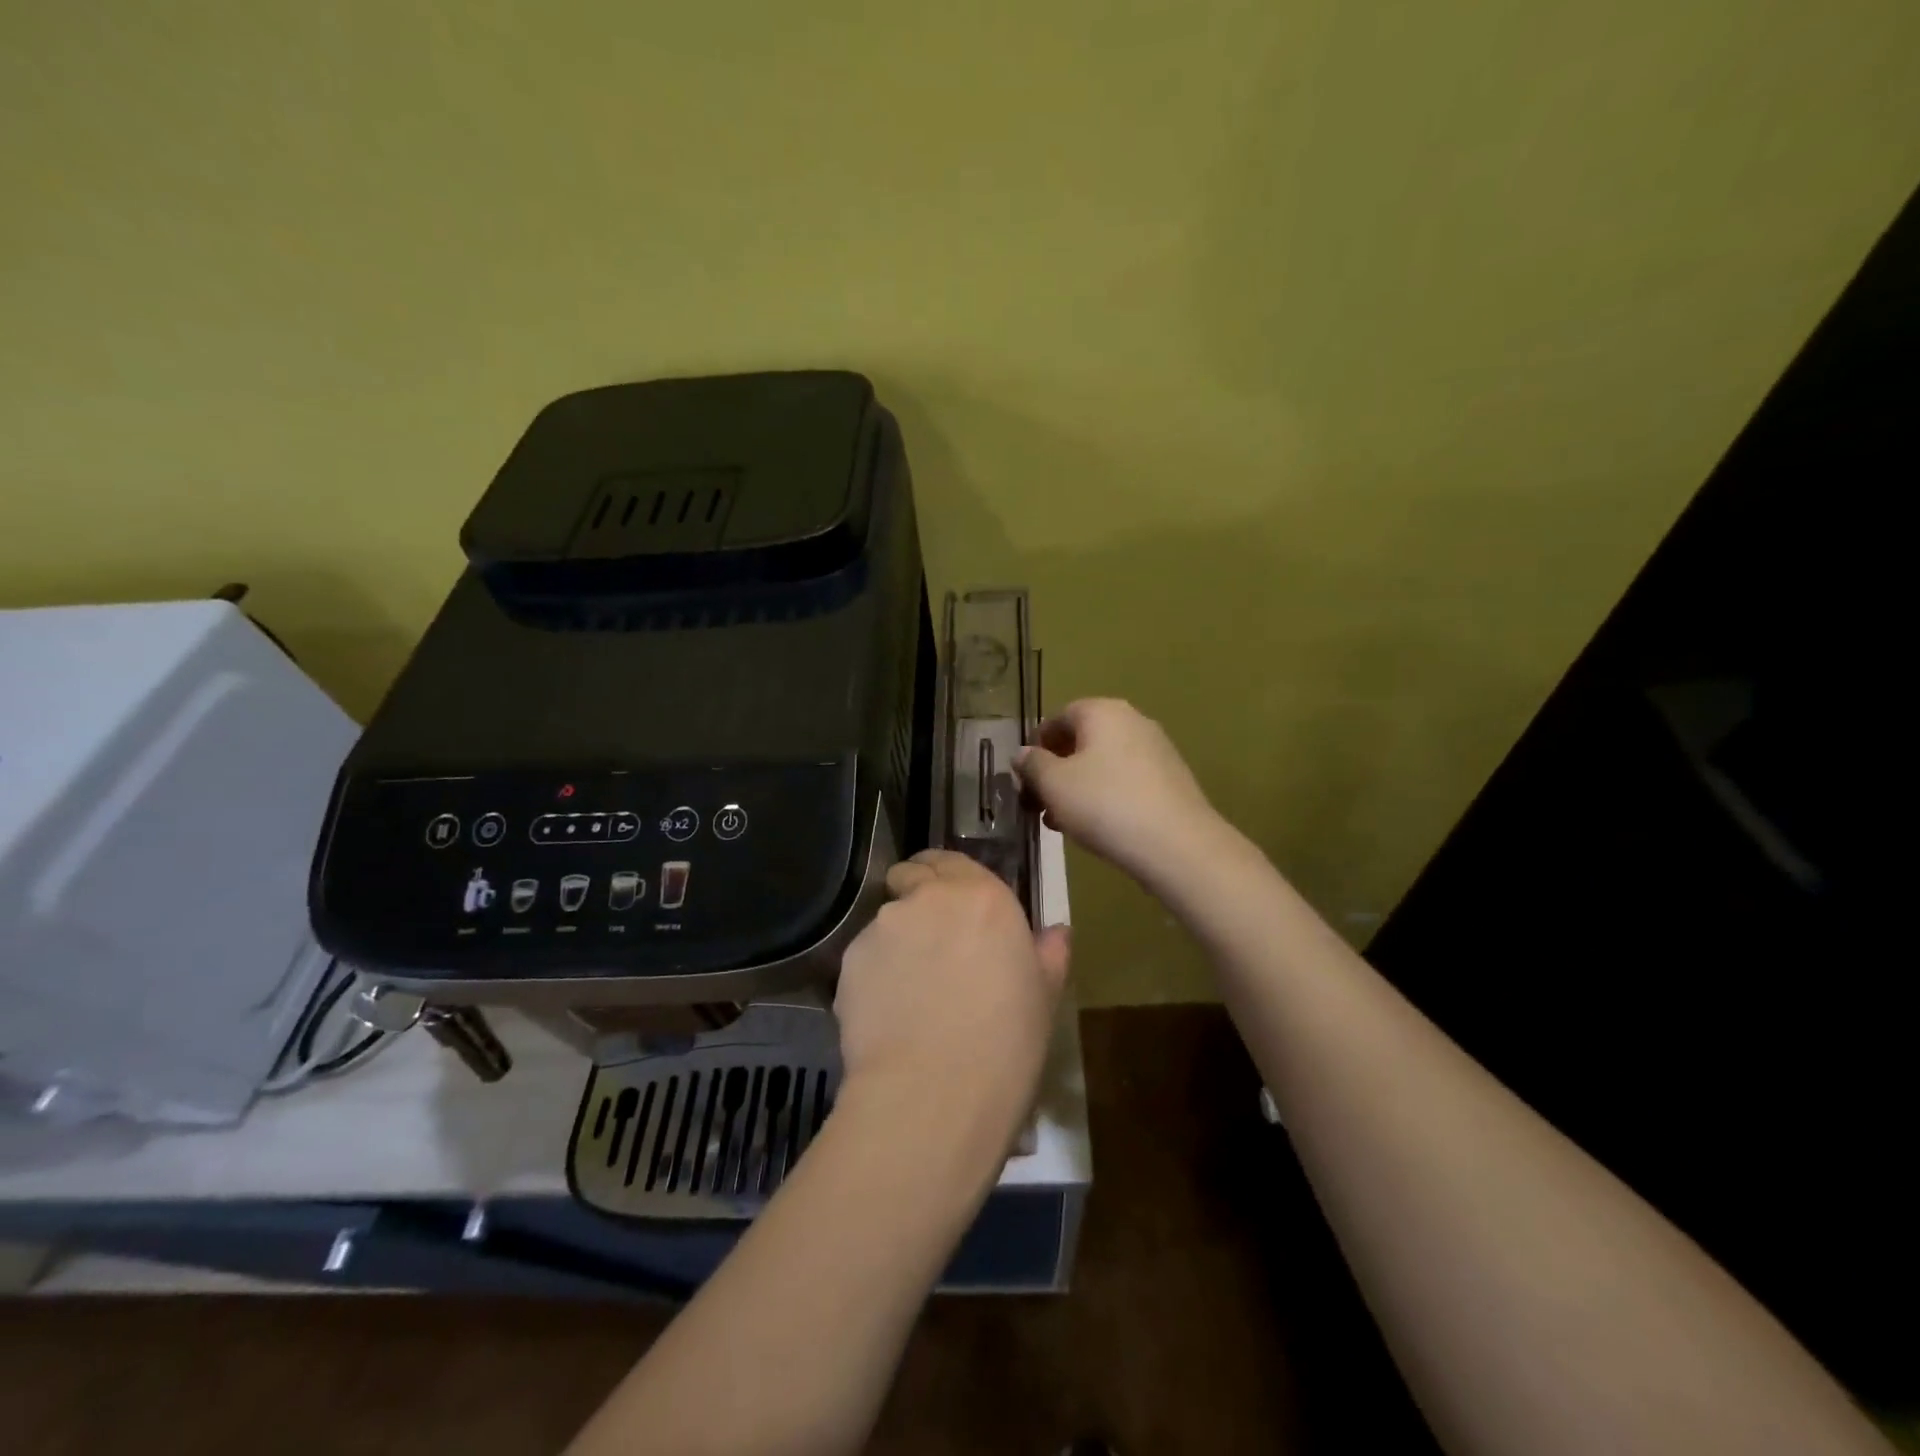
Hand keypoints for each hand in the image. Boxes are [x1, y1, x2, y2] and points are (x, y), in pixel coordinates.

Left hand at [834, 850, 1070, 1138]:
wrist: (933, 1094)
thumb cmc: (1005, 1044)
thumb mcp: (1043, 998)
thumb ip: (1047, 954)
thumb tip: (1055, 933)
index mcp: (982, 897)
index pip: (952, 860)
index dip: (947, 877)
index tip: (951, 901)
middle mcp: (928, 898)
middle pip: (912, 877)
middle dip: (917, 896)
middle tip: (931, 942)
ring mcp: (883, 926)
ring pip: (887, 920)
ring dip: (898, 940)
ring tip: (909, 990)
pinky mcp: (850, 960)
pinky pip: (865, 958)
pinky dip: (874, 974)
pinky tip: (888, 1014)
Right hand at [1014, 697, 1225, 892]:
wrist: (1177, 845)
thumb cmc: (1105, 805)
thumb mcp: (1053, 784)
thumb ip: (1032, 764)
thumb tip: (1023, 753)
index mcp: (1102, 711)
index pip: (1058, 717)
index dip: (1036, 746)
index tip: (1024, 777)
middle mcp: (1132, 721)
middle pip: (1082, 741)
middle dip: (1056, 771)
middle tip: (1039, 803)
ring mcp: (1156, 749)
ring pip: (1103, 764)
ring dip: (1077, 788)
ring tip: (1062, 823)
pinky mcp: (1171, 779)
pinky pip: (1126, 781)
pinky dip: (1105, 797)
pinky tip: (1096, 827)